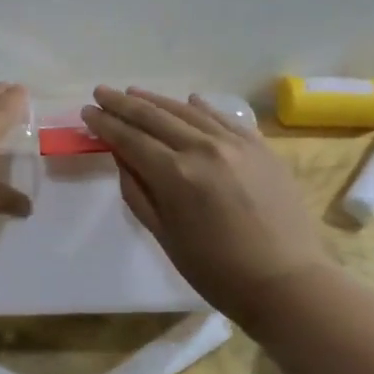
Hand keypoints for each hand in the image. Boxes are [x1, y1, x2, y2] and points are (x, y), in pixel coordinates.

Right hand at [81, 86, 329, 324]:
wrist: (286, 281)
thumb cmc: (216, 270)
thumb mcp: (165, 236)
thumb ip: (138, 191)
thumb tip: (122, 156)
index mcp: (175, 174)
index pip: (130, 138)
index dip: (105, 124)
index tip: (87, 111)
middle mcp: (203, 148)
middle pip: (155, 116)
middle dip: (123, 104)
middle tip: (101, 92)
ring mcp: (235, 143)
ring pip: (187, 111)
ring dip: (157, 100)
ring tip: (134, 92)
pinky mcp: (260, 147)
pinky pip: (223, 118)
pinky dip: (201, 108)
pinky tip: (188, 101)